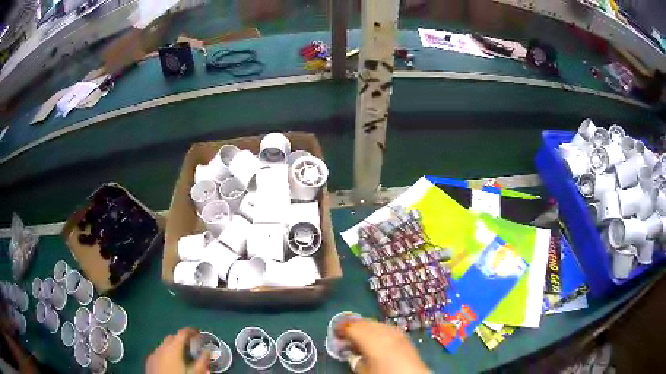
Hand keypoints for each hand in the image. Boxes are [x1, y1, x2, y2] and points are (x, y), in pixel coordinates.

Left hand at [146, 328, 209, 373]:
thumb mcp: (195, 371)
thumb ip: (202, 360)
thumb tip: (208, 351)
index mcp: (173, 347)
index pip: (182, 332)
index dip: (191, 331)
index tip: (198, 332)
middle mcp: (162, 346)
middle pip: (173, 337)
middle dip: (182, 339)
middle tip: (192, 346)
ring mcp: (154, 353)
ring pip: (164, 344)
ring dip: (173, 346)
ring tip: (182, 355)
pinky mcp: (150, 360)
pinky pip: (158, 352)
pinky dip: (165, 353)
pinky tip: (170, 362)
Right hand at [337, 319, 428, 373]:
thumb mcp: (363, 370)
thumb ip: (354, 358)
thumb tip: (349, 351)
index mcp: (372, 339)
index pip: (352, 327)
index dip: (341, 328)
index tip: (334, 332)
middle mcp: (384, 331)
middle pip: (364, 322)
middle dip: (352, 326)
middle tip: (343, 334)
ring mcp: (396, 331)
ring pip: (375, 323)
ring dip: (364, 327)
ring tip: (357, 336)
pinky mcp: (403, 335)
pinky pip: (385, 327)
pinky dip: (376, 330)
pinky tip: (374, 338)